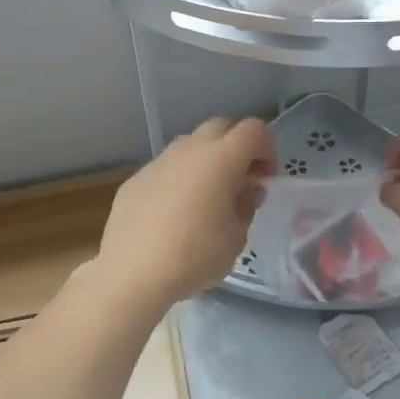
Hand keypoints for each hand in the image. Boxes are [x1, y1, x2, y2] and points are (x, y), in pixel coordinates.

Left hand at [95, 117, 274, 307]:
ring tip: (208, 196)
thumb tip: (246, 189)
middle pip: (221, 126)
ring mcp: (159, 161)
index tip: (265, 178)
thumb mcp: (236, 237)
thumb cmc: (194, 255)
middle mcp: (189, 149)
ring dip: (207, 160)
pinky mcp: (136, 178)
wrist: (132, 272)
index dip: (267, 148)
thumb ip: (246, 205)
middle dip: (238, 146)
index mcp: (221, 158)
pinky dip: (180, 177)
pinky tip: (175, 212)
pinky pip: (167, 167)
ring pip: (191, 144)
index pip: (254, 129)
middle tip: (242, 180)